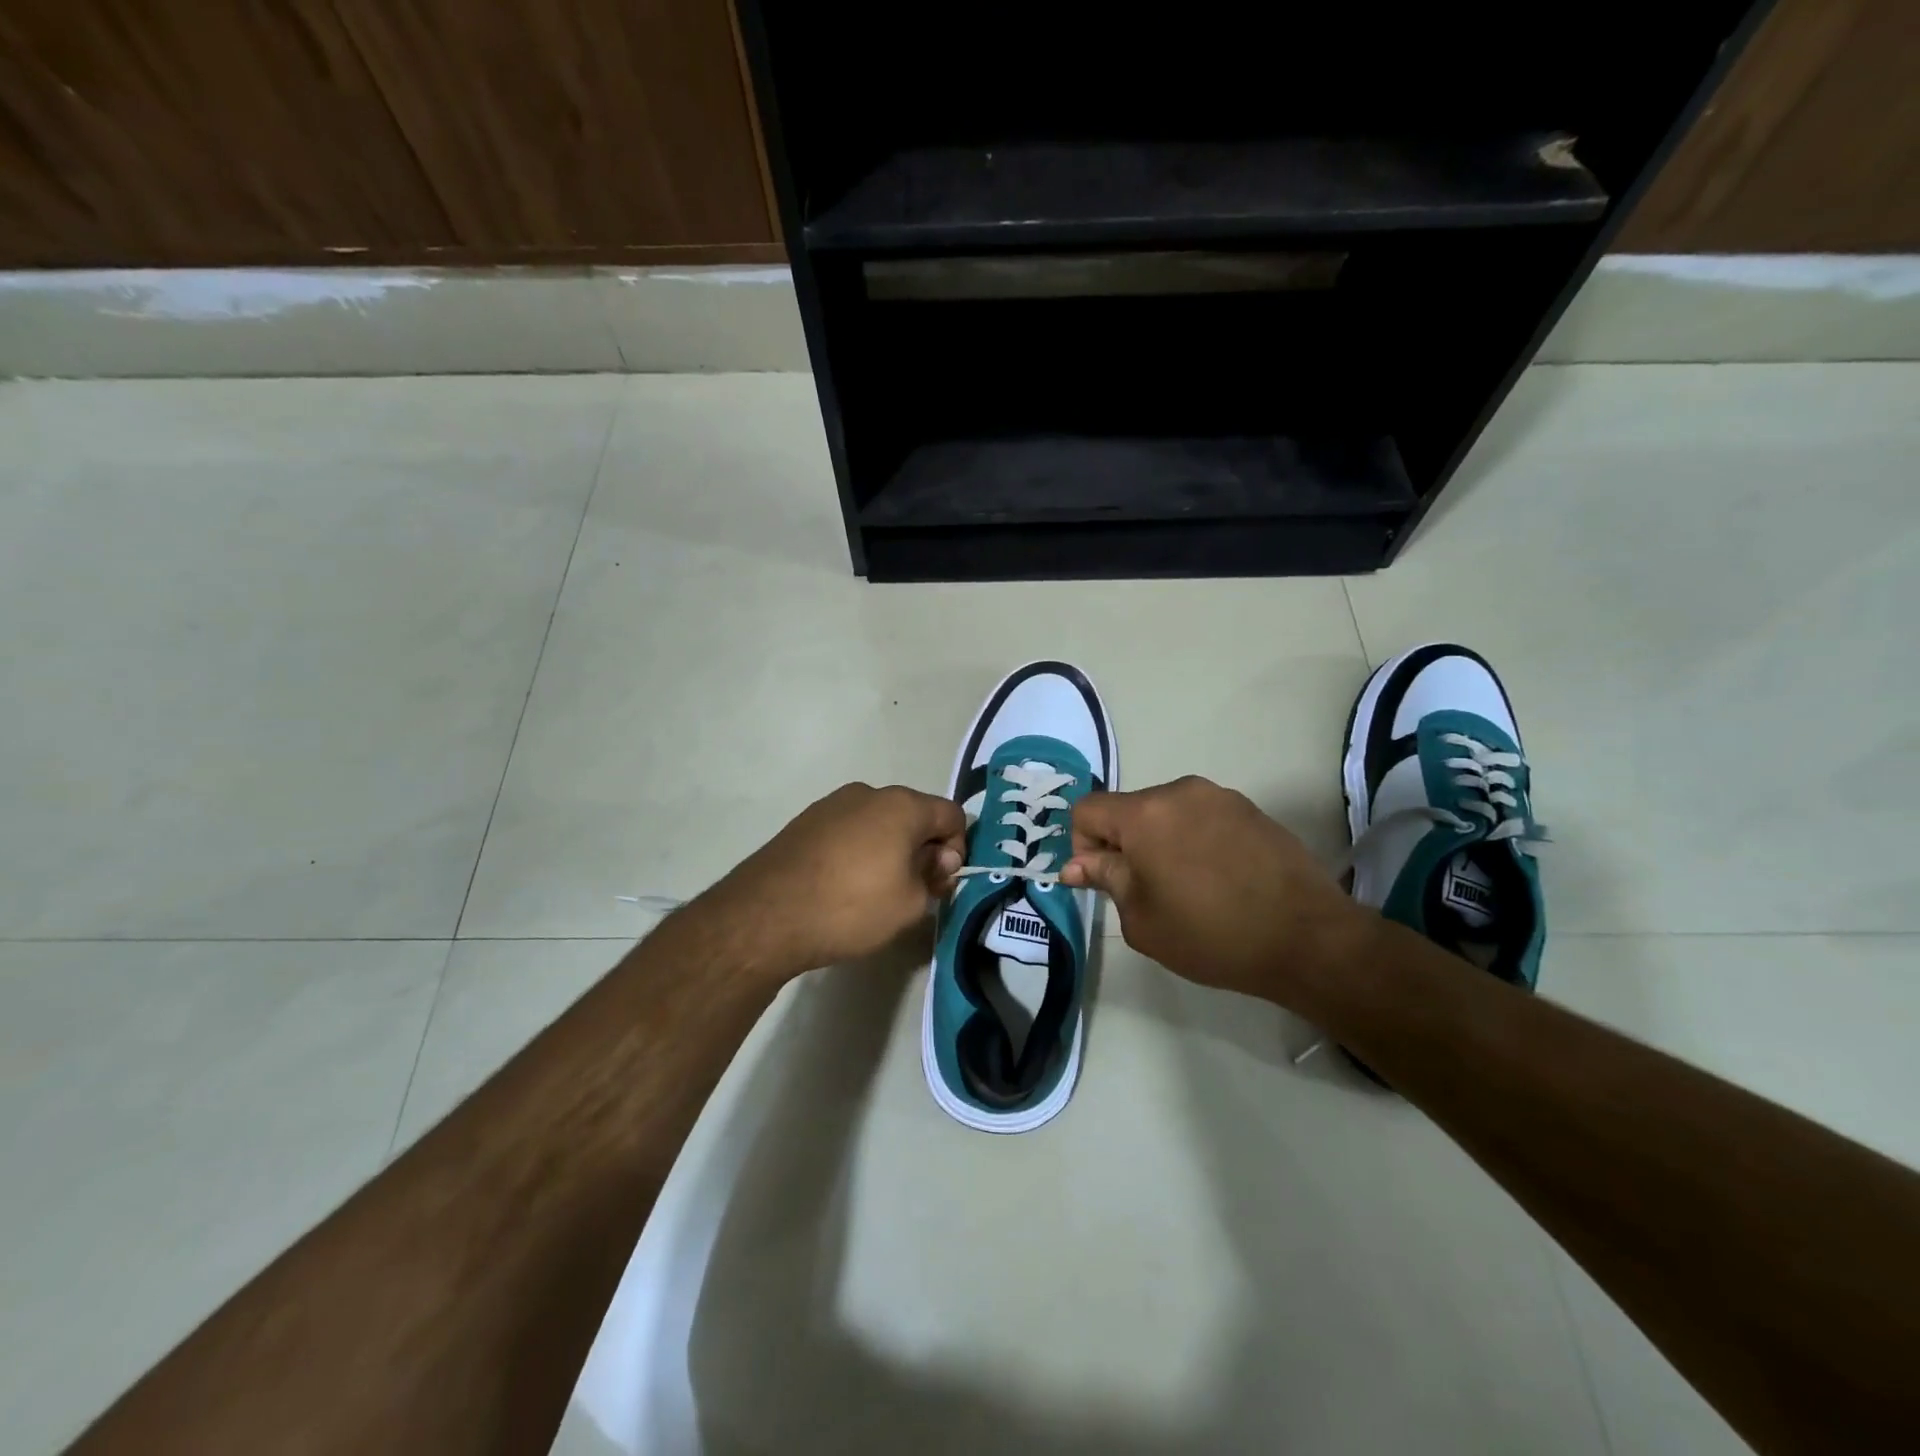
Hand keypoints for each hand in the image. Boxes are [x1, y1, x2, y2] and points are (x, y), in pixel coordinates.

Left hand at [704, 783, 965, 975]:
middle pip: (914, 815)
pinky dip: (858, 851)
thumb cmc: (851, 907)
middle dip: (923, 848)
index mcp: (902, 805)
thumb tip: (935, 859)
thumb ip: (935, 876)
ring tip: (875, 891)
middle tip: (915, 890)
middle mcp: (869, 793)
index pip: (952, 814)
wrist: (766, 915)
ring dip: (889, 849)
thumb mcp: (911, 904)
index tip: (942, 882)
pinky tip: (843, 885)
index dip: (958, 848)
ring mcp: (832, 804)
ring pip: (879, 822)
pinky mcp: (805, 821)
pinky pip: (849, 830)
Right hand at [1061, 777, 1369, 1005]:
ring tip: (1186, 886)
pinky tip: (1218, 879)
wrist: (1308, 938)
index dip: (1082, 845)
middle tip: (1145, 891)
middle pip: (1128, 809)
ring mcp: (1220, 796)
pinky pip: (1201, 817)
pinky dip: (1194, 840)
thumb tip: (1077, 864)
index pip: (1087, 809)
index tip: (1105, 881)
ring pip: (1165, 812)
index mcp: (1145, 813)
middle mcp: (1179, 791)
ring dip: (1160, 841)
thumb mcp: (1142, 919)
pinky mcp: (1250, 809)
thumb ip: (1105, 880)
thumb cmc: (1212, 935)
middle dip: (1123, 844)